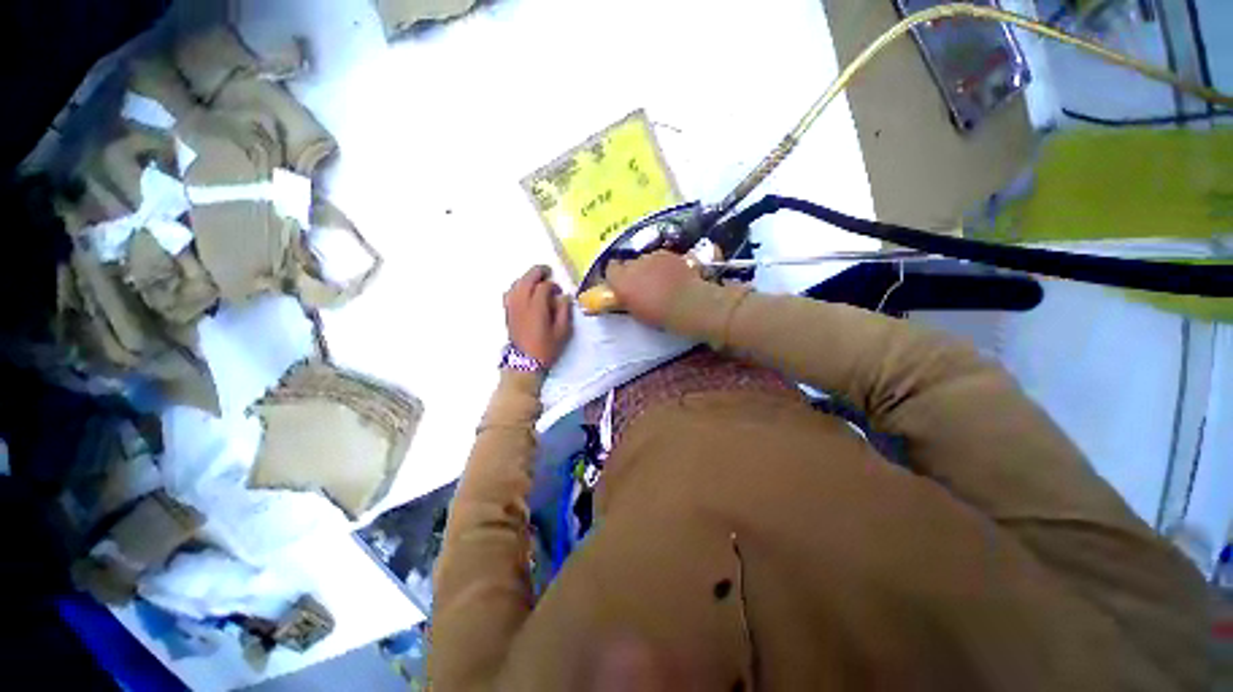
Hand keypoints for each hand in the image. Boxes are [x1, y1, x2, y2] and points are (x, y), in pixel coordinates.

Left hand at [504, 265, 571, 366]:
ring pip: (517, 283)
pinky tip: (524, 290)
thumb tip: (563, 297)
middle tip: (547, 271)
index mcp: (537, 307)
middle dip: (538, 272)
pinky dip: (517, 286)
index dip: (553, 285)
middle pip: (527, 279)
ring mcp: (512, 306)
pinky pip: (510, 292)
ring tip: (537, 279)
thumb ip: (564, 311)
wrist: (525, 363)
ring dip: (527, 278)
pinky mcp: (507, 311)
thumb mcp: (562, 332)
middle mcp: (522, 303)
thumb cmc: (546, 348)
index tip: (559, 292)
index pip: (544, 286)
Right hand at [605, 251, 703, 327]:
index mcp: (622, 281)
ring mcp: (652, 256)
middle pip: (628, 263)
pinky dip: (663, 264)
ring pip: (645, 259)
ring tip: (659, 279)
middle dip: (632, 271)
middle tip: (641, 284)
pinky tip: (671, 274)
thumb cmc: (660, 316)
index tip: (620, 284)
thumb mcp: (636, 312)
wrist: (688, 305)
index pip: (610, 269)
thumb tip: (626, 295)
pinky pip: (660, 257)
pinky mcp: (669, 253)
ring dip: (648, 267)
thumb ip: (627, 299)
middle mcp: (633, 264)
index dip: (615, 275)